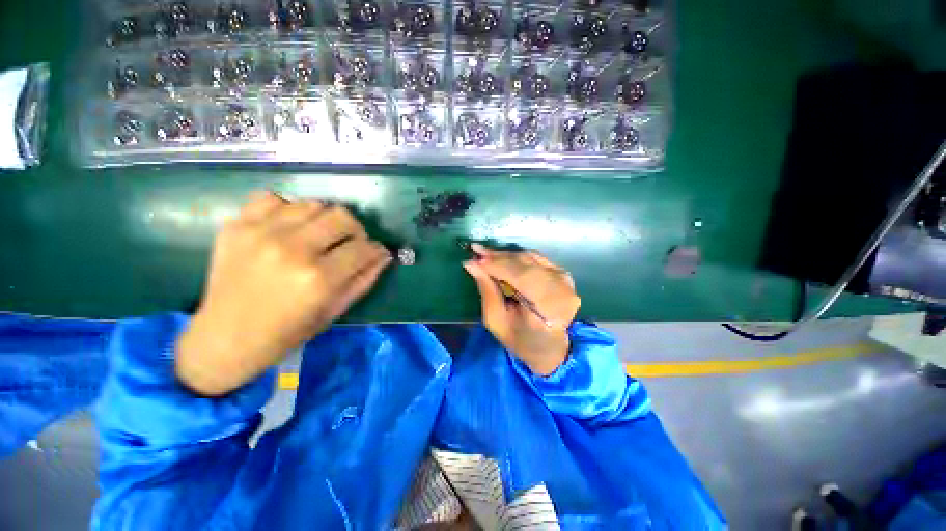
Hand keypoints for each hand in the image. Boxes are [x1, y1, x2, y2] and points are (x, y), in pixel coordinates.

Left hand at [176, 191, 391, 395]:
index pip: (363, 247)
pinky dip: (286, 210)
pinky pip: (272, 198)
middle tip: (347, 244)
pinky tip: (286, 229)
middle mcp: (292, 250)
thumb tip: (384, 254)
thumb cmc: (288, 332)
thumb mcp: (335, 310)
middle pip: (342, 216)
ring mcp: (261, 234)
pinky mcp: (236, 226)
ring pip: (313, 204)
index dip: (374, 249)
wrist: (225, 338)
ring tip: (316, 237)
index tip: (372, 253)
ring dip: (323, 220)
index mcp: (319, 279)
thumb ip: (365, 279)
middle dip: (354, 230)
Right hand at [463, 244, 580, 375]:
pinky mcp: (562, 273)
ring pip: (530, 257)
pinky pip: (535, 258)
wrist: (549, 347)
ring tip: (485, 256)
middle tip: (476, 252)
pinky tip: (501, 259)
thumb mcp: (496, 320)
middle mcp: (563, 290)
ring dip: (506, 256)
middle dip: (499, 257)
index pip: (523, 277)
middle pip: (526, 264)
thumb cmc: (520, 339)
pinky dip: (516, 258)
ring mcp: (565, 279)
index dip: (498, 265)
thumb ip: (487, 290)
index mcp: (550, 309)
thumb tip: (472, 264)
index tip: (474, 258)